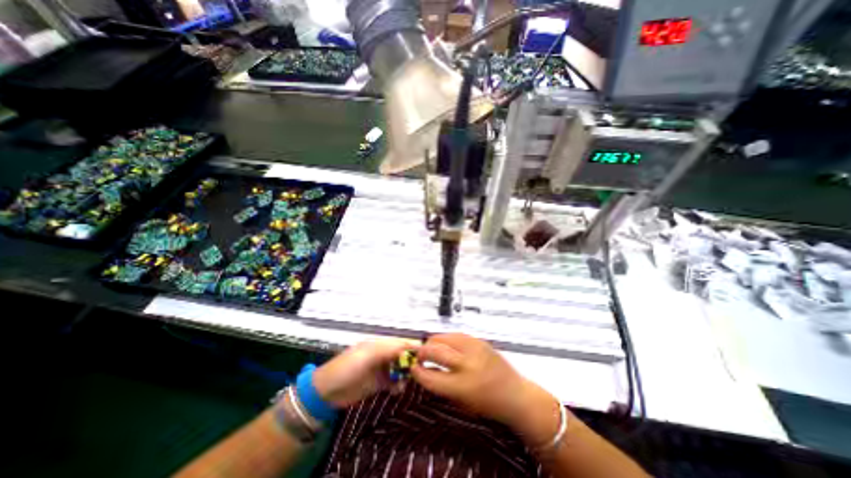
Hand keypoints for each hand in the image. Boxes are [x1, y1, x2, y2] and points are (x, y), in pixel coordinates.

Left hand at [312, 338, 416, 408]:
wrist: (325, 392)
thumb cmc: (345, 368)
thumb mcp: (366, 355)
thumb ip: (387, 350)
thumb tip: (408, 347)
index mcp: (379, 344)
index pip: (400, 342)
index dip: (413, 347)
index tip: (425, 355)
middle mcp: (382, 355)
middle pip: (403, 355)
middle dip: (411, 362)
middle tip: (419, 371)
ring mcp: (381, 369)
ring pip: (400, 369)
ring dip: (406, 375)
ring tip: (407, 382)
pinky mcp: (378, 384)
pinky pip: (394, 383)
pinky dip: (398, 386)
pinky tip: (397, 390)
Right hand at [414, 333, 562, 445]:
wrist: (516, 394)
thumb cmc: (487, 404)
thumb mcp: (461, 402)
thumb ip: (441, 385)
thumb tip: (424, 370)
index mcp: (462, 387)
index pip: (430, 376)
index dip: (417, 371)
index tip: (412, 368)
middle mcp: (467, 365)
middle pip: (435, 351)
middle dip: (421, 352)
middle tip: (418, 355)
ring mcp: (474, 349)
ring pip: (444, 338)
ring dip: (433, 342)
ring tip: (431, 347)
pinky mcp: (479, 341)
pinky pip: (456, 335)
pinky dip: (447, 339)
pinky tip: (446, 344)